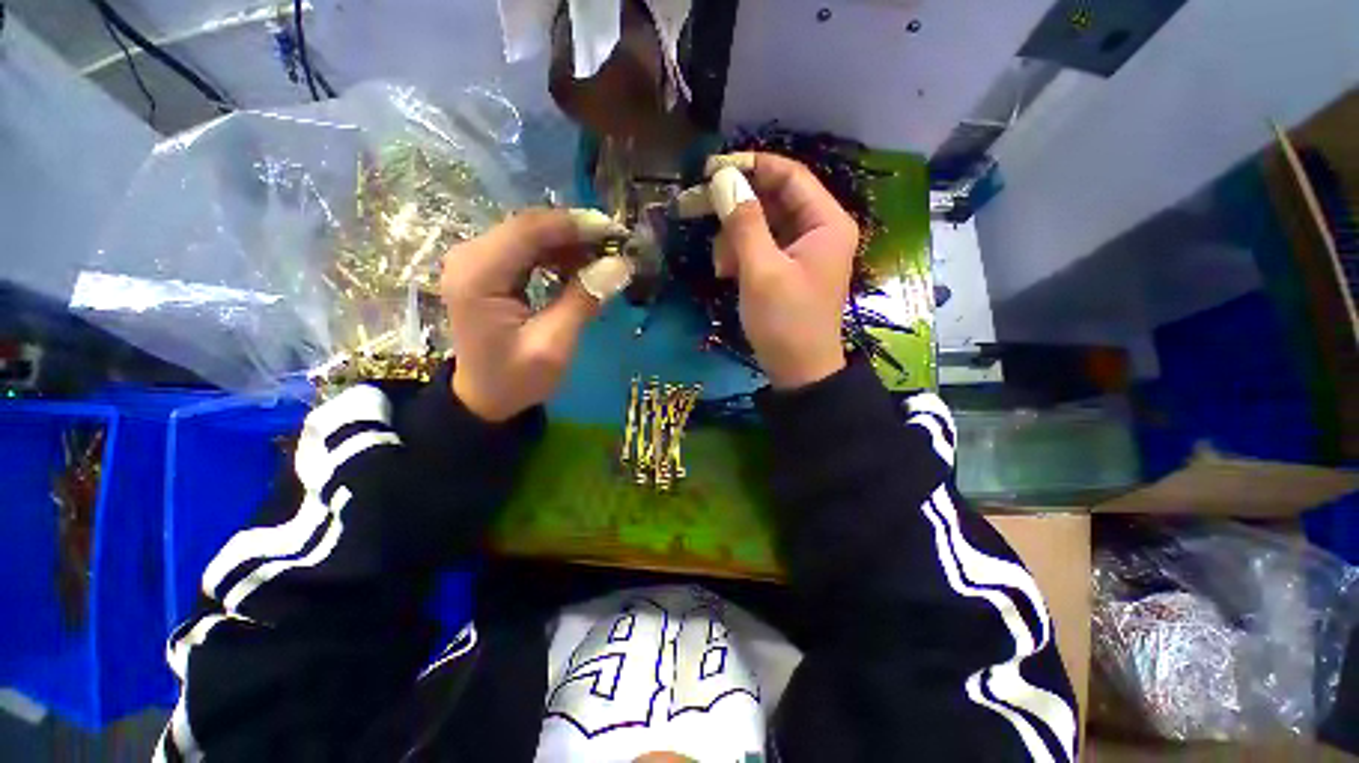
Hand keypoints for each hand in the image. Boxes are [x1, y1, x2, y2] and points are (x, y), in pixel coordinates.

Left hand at [442, 209, 632, 421]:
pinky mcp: (486, 268)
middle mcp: (469, 257)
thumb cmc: (516, 378)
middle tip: (616, 246)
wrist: (484, 397)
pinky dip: (557, 254)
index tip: (615, 232)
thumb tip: (620, 264)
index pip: (528, 230)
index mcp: (478, 275)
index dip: (574, 225)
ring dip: (569, 243)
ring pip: (530, 234)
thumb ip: (583, 301)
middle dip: (576, 233)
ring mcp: (475, 260)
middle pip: (528, 226)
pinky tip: (579, 267)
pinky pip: (526, 248)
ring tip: (604, 258)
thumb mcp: (554, 346)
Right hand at [684, 152, 859, 389]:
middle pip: (772, 199)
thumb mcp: (761, 271)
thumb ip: (744, 222)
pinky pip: (761, 247)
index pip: (789, 175)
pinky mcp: (788, 268)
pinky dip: (741, 255)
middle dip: (735, 209)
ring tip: (722, 267)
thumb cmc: (785, 322)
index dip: (750, 166)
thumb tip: (723, 178)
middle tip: (695, 208)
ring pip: (761, 224)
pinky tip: (727, 273)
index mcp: (825, 222)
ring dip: (734, 238)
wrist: (798, 372)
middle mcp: (818, 229)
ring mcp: (802, 250)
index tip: (710, 169)